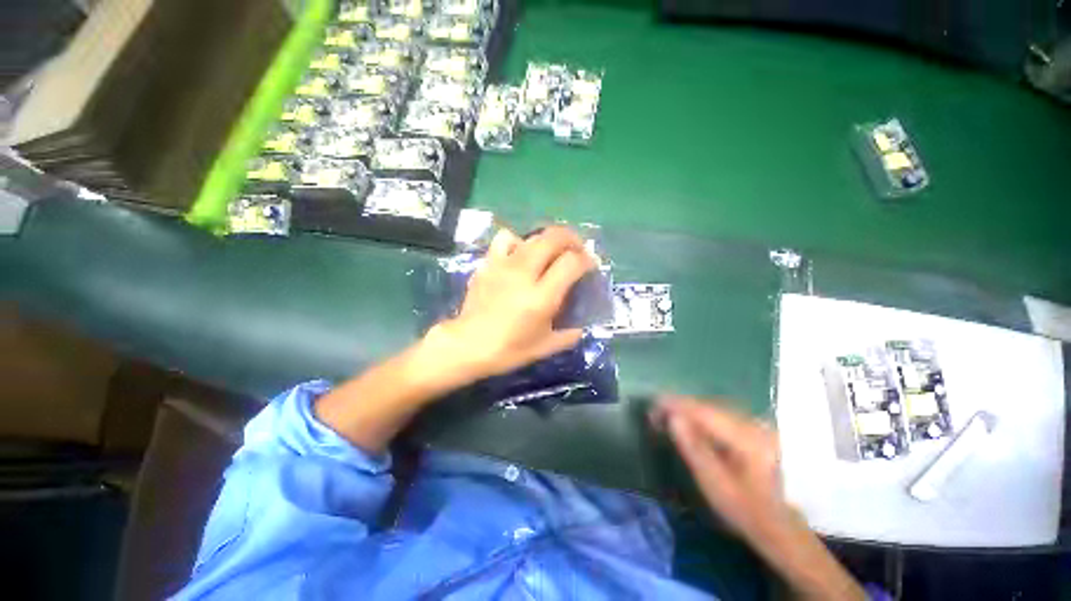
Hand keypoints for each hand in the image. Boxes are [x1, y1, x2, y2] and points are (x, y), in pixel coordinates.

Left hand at [425, 226, 595, 382]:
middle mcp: (524, 273)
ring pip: (532, 235)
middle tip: (576, 251)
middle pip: (554, 237)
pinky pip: (506, 239)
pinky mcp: (488, 263)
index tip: (589, 266)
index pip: (572, 262)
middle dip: (572, 239)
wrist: (467, 345)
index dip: (586, 260)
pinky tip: (520, 255)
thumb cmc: (508, 349)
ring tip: (551, 252)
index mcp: (541, 296)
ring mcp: (504, 265)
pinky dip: (518, 241)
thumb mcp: (545, 347)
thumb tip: (581, 326)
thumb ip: (569, 335)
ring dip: (548, 240)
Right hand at [655, 397, 864, 600]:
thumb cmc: (747, 511)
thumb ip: (694, 449)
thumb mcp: (716, 486)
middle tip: (655, 416)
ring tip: (666, 418)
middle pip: (707, 405)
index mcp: (747, 438)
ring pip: (712, 407)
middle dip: (678, 406)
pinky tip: (688, 424)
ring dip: (687, 410)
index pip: (703, 411)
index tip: (652, 407)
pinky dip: (699, 416)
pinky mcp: (753, 429)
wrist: (782, 526)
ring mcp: (756, 424)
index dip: (675, 404)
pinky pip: (719, 414)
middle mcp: (753, 424)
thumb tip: (672, 417)